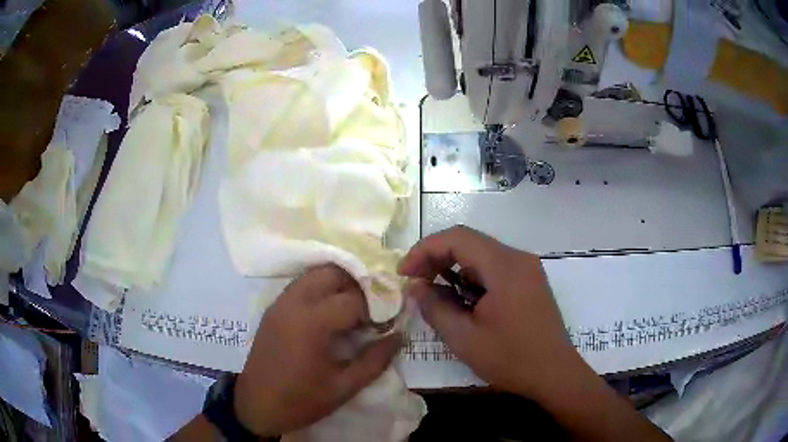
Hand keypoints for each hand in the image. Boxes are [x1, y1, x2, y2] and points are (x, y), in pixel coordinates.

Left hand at [234, 265, 401, 436]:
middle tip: (375, 306)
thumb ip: (375, 360)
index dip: (378, 306)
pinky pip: (302, 285)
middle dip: (358, 283)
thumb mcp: (344, 387)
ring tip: (356, 306)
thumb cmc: (301, 401)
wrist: (256, 405)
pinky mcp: (273, 308)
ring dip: (339, 283)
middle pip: (332, 272)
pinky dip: (321, 288)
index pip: (354, 299)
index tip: (392, 318)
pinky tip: (331, 310)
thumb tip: (398, 336)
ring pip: (315, 274)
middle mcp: (294, 303)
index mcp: (312, 322)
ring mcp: (280, 303)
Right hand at [399, 227, 670, 440]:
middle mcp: (518, 258)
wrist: (555, 374)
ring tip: (435, 294)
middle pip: (469, 242)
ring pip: (481, 255)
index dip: (424, 249)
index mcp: (504, 266)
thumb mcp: (464, 338)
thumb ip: (435, 307)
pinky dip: (472, 278)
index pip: (457, 237)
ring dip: (454, 269)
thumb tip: (415, 286)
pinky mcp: (530, 280)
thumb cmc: (510, 359)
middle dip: (437, 258)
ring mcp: (527, 268)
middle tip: (415, 283)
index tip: (404, 273)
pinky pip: (494, 268)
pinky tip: (463, 301)